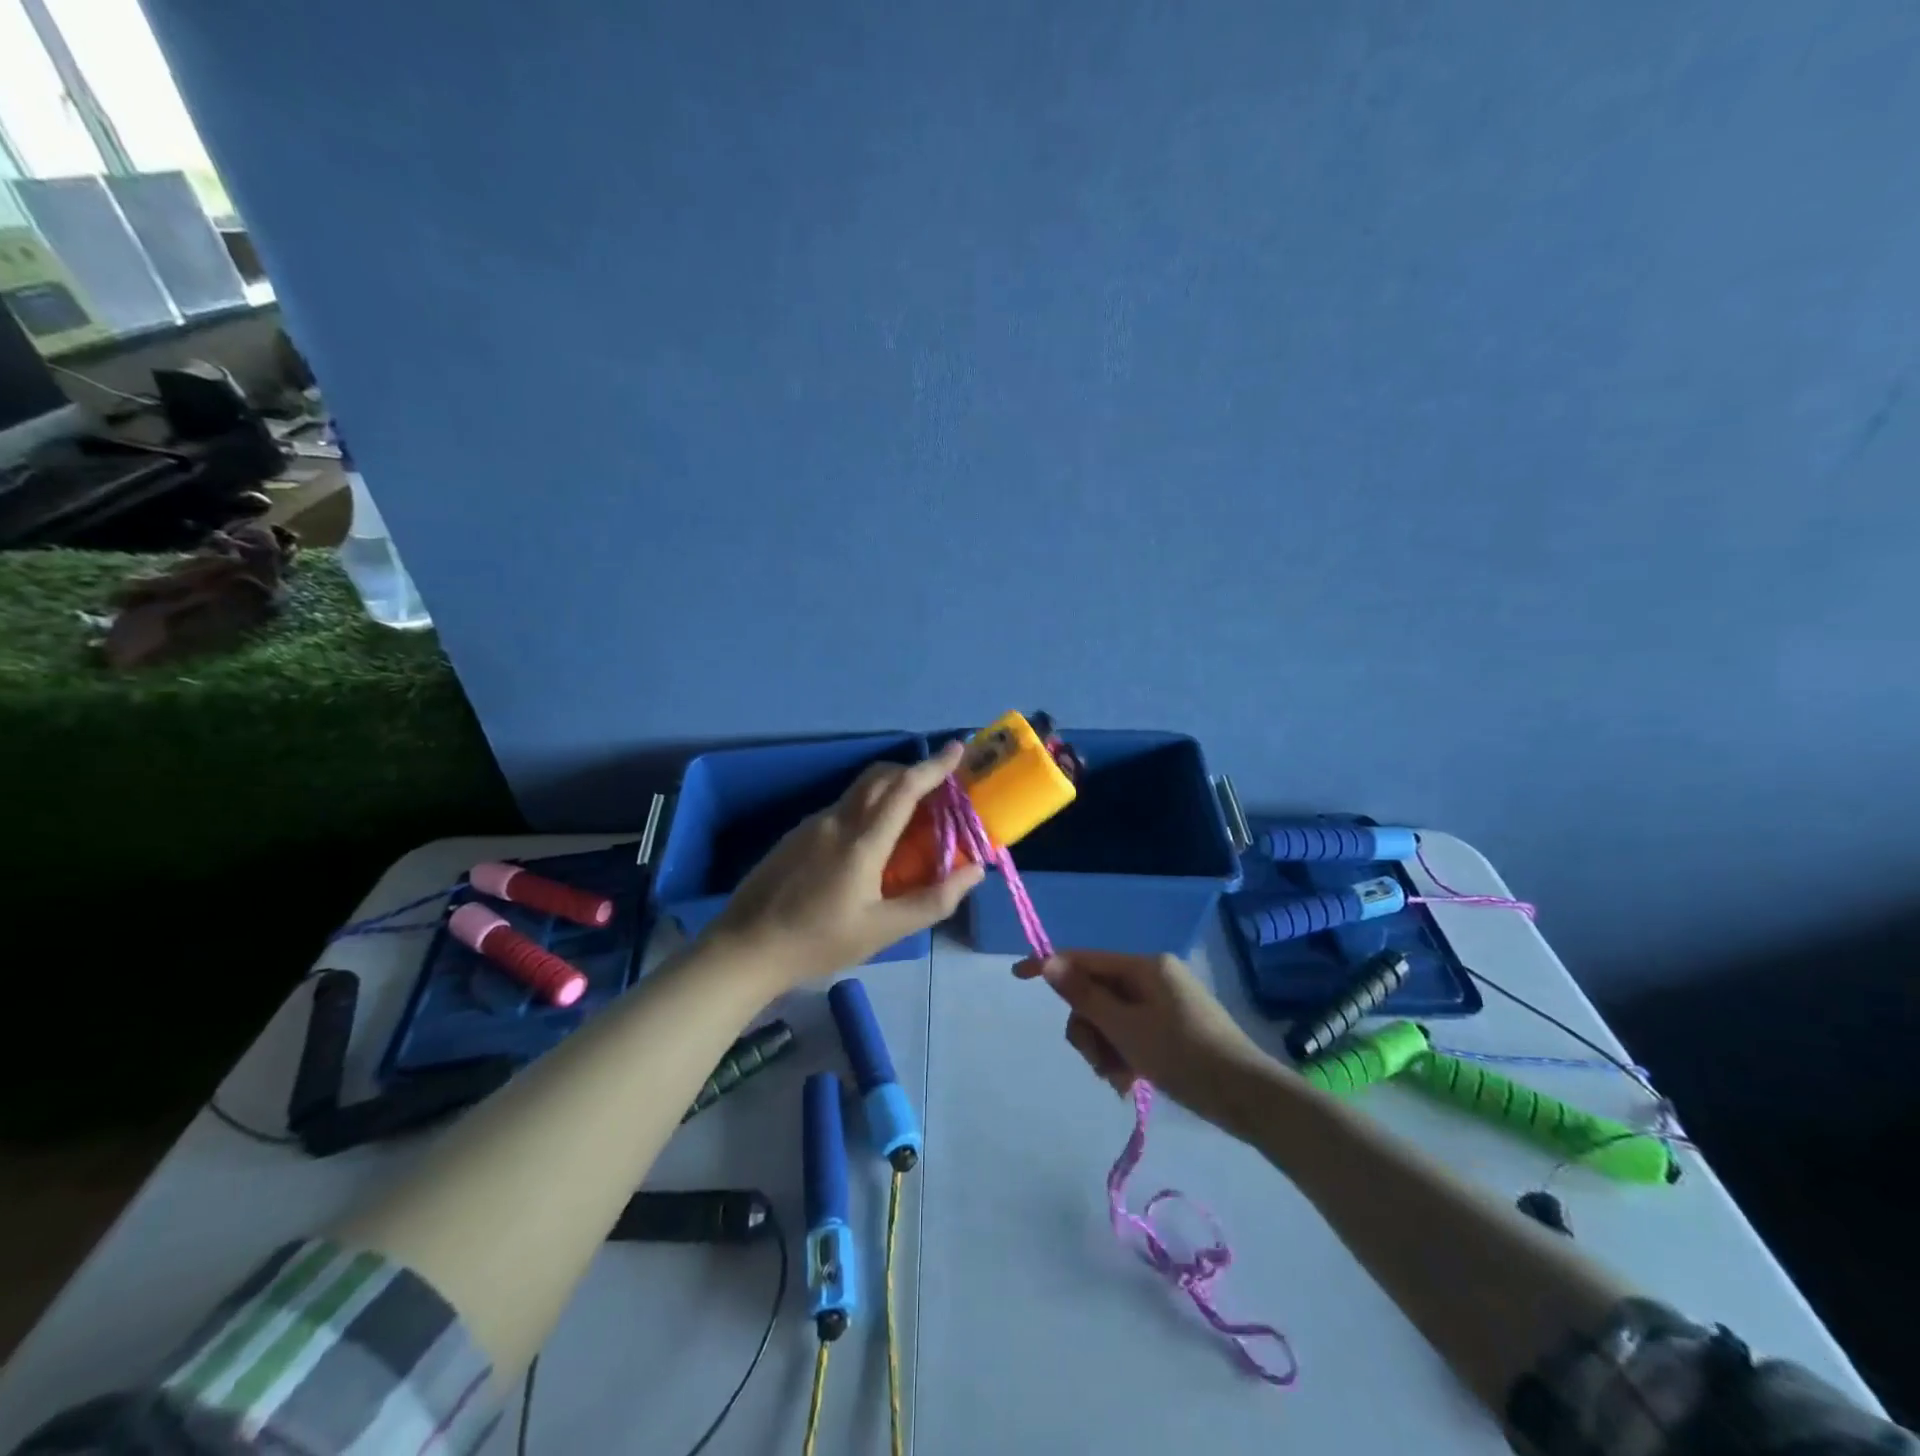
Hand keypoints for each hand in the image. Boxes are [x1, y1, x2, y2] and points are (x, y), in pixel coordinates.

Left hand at [702, 740, 985, 986]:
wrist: (745, 949)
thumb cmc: (819, 943)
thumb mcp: (883, 931)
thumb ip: (932, 900)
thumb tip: (974, 870)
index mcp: (862, 843)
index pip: (904, 789)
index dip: (934, 766)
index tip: (957, 748)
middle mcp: (837, 822)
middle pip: (880, 777)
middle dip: (913, 771)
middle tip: (940, 787)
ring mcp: (812, 825)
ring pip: (858, 791)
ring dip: (889, 790)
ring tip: (910, 819)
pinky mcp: (796, 835)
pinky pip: (841, 808)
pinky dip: (866, 808)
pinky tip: (869, 843)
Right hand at [1015, 950, 1280, 1126]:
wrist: (1247, 1097)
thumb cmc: (1183, 1055)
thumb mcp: (1126, 1028)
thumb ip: (1084, 996)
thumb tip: (1049, 961)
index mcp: (1145, 966)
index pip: (1085, 959)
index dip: (1050, 967)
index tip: (1017, 976)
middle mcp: (1153, 976)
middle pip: (1096, 994)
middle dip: (1089, 1030)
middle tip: (1099, 1063)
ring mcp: (1164, 1002)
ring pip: (1111, 1019)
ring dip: (1105, 1049)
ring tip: (1120, 1080)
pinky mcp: (1172, 1027)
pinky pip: (1131, 1033)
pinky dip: (1124, 1055)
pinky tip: (1130, 1083)